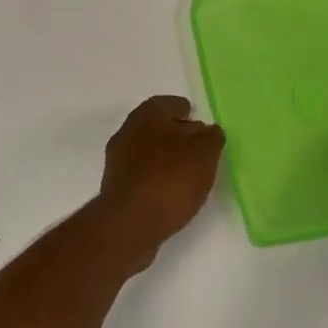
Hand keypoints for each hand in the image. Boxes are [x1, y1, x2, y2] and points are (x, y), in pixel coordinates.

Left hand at [96, 96, 225, 253]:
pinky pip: (142, 173)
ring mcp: (118, 160)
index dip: (187, 112)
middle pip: (157, 126)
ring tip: (189, 173)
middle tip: (198, 148)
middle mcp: (128, 131)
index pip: (170, 104)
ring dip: (166, 157)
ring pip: (148, 150)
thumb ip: (211, 137)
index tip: (201, 124)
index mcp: (148, 115)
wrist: (130, 223)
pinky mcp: (116, 186)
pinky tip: (171, 191)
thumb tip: (207, 132)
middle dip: (177, 134)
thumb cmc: (171, 179)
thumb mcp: (205, 153)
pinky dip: (156, 176)